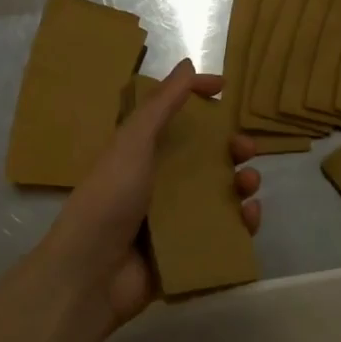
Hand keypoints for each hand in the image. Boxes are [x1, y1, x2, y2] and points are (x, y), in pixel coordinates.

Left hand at [9, 60, 261, 336]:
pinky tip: (249, 216)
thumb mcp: (132, 144)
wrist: (91, 276)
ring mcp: (174, 218)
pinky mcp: (188, 250)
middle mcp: (158, 182)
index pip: (174, 117)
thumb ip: (161, 105)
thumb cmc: (109, 201)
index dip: (198, 99)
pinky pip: (223, 230)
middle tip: (246, 148)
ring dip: (241, 183)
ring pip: (219, 193)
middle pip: (204, 157)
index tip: (225, 88)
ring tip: (249, 184)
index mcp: (141, 154)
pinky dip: (241, 221)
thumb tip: (188, 65)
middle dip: (230, 148)